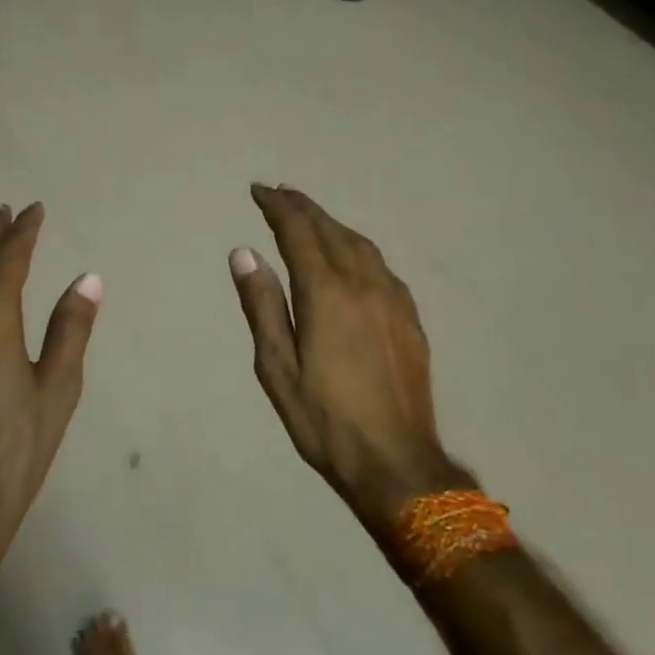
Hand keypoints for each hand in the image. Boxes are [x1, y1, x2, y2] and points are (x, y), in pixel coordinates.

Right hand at [230, 185, 470, 534]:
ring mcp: (392, 299)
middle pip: (330, 229)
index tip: (258, 191)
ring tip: (309, 216)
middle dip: (302, 207)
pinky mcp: (410, 317)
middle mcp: (363, 283)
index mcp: (326, 293)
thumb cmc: (325, 420)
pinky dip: (356, 246)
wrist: (397, 464)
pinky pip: (379, 264)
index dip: (277, 207)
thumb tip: (244, 252)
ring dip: (330, 223)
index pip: (298, 232)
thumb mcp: (277, 368)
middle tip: (279, 192)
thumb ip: (262, 305)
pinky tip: (349, 255)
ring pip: (359, 243)